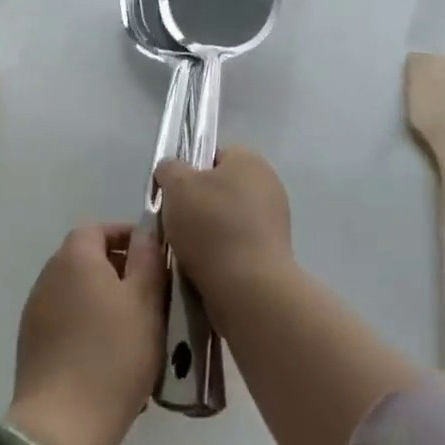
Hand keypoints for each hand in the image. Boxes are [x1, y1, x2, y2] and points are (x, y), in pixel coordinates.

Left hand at [10, 223, 163, 444]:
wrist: (62, 427)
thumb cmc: (113, 355)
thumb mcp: (146, 301)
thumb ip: (148, 258)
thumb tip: (145, 232)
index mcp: (75, 257)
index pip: (98, 228)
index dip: (126, 236)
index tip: (152, 258)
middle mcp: (49, 275)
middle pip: (85, 258)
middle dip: (117, 269)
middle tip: (149, 294)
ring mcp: (35, 311)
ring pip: (76, 290)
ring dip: (102, 298)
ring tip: (132, 328)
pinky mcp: (30, 345)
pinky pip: (64, 319)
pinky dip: (85, 324)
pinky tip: (106, 355)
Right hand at [155, 146, 295, 313]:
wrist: (249, 288)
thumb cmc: (212, 226)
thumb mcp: (177, 185)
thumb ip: (169, 169)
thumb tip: (171, 171)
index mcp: (250, 160)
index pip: (213, 156)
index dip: (189, 172)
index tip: (174, 195)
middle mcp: (268, 184)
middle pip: (220, 188)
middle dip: (197, 205)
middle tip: (176, 223)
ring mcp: (274, 220)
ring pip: (227, 219)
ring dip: (208, 233)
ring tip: (188, 251)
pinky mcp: (273, 253)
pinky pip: (238, 245)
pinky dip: (222, 254)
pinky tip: (205, 268)